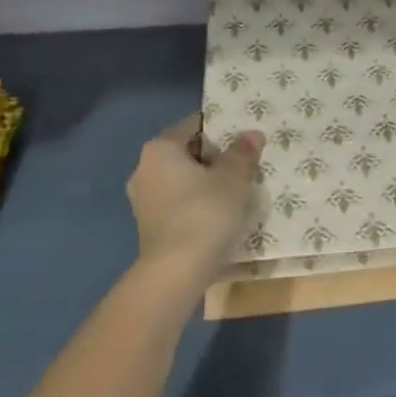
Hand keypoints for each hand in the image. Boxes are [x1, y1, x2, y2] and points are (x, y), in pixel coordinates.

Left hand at [126, 114, 262, 276]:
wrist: (176, 272)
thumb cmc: (205, 213)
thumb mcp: (234, 179)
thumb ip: (242, 153)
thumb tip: (251, 134)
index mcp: (160, 148)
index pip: (194, 124)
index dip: (222, 127)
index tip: (245, 137)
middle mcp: (144, 168)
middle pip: (187, 152)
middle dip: (215, 156)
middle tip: (246, 163)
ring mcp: (143, 199)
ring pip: (182, 179)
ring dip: (207, 182)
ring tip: (237, 190)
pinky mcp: (149, 225)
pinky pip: (178, 202)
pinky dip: (197, 203)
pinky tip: (220, 214)